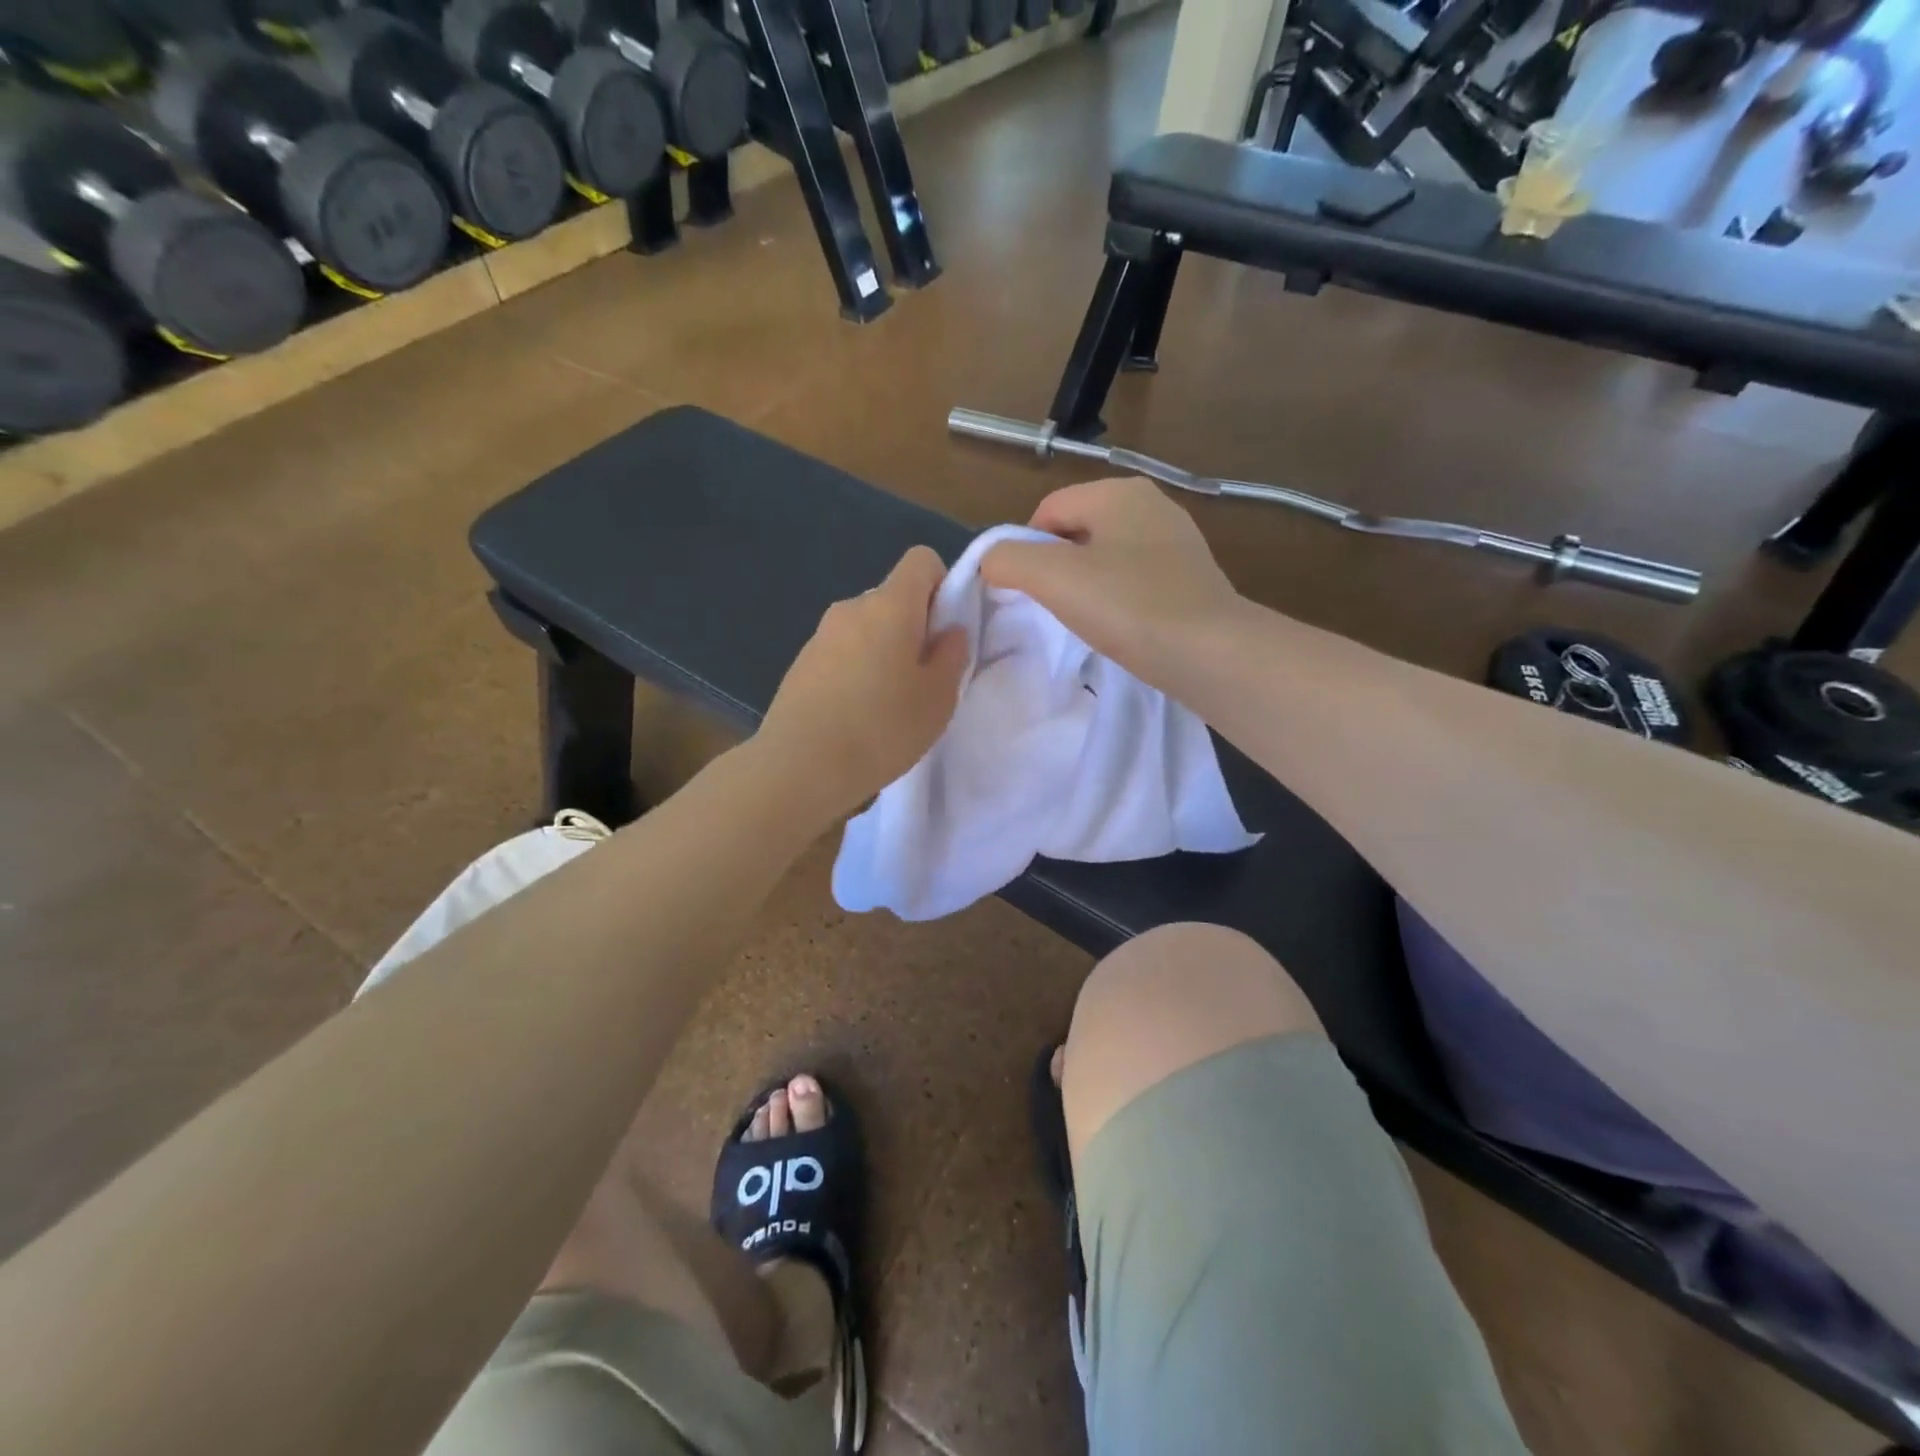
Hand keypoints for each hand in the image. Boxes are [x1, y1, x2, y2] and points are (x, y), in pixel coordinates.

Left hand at [759, 547, 968, 817]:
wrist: (800, 767)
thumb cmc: (882, 729)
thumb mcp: (938, 698)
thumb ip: (952, 655)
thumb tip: (950, 630)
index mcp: (890, 605)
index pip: (921, 560)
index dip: (943, 586)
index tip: (946, 631)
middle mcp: (851, 607)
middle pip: (893, 598)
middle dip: (914, 626)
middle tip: (923, 678)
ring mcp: (820, 635)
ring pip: (867, 628)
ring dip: (884, 651)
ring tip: (888, 703)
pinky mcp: (800, 664)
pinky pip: (842, 652)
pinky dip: (856, 670)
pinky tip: (856, 714)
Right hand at [981, 478, 1243, 683]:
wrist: (1211, 653)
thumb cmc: (1129, 607)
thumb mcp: (1053, 579)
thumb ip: (1007, 560)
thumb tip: (991, 561)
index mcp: (1118, 491)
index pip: (1046, 510)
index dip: (1026, 550)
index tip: (1030, 593)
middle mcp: (1151, 503)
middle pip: (1076, 532)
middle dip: (1057, 568)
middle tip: (1057, 609)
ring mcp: (1177, 540)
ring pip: (1106, 557)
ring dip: (1087, 586)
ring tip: (1090, 622)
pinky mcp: (1191, 576)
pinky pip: (1135, 579)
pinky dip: (1119, 599)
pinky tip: (1122, 627)